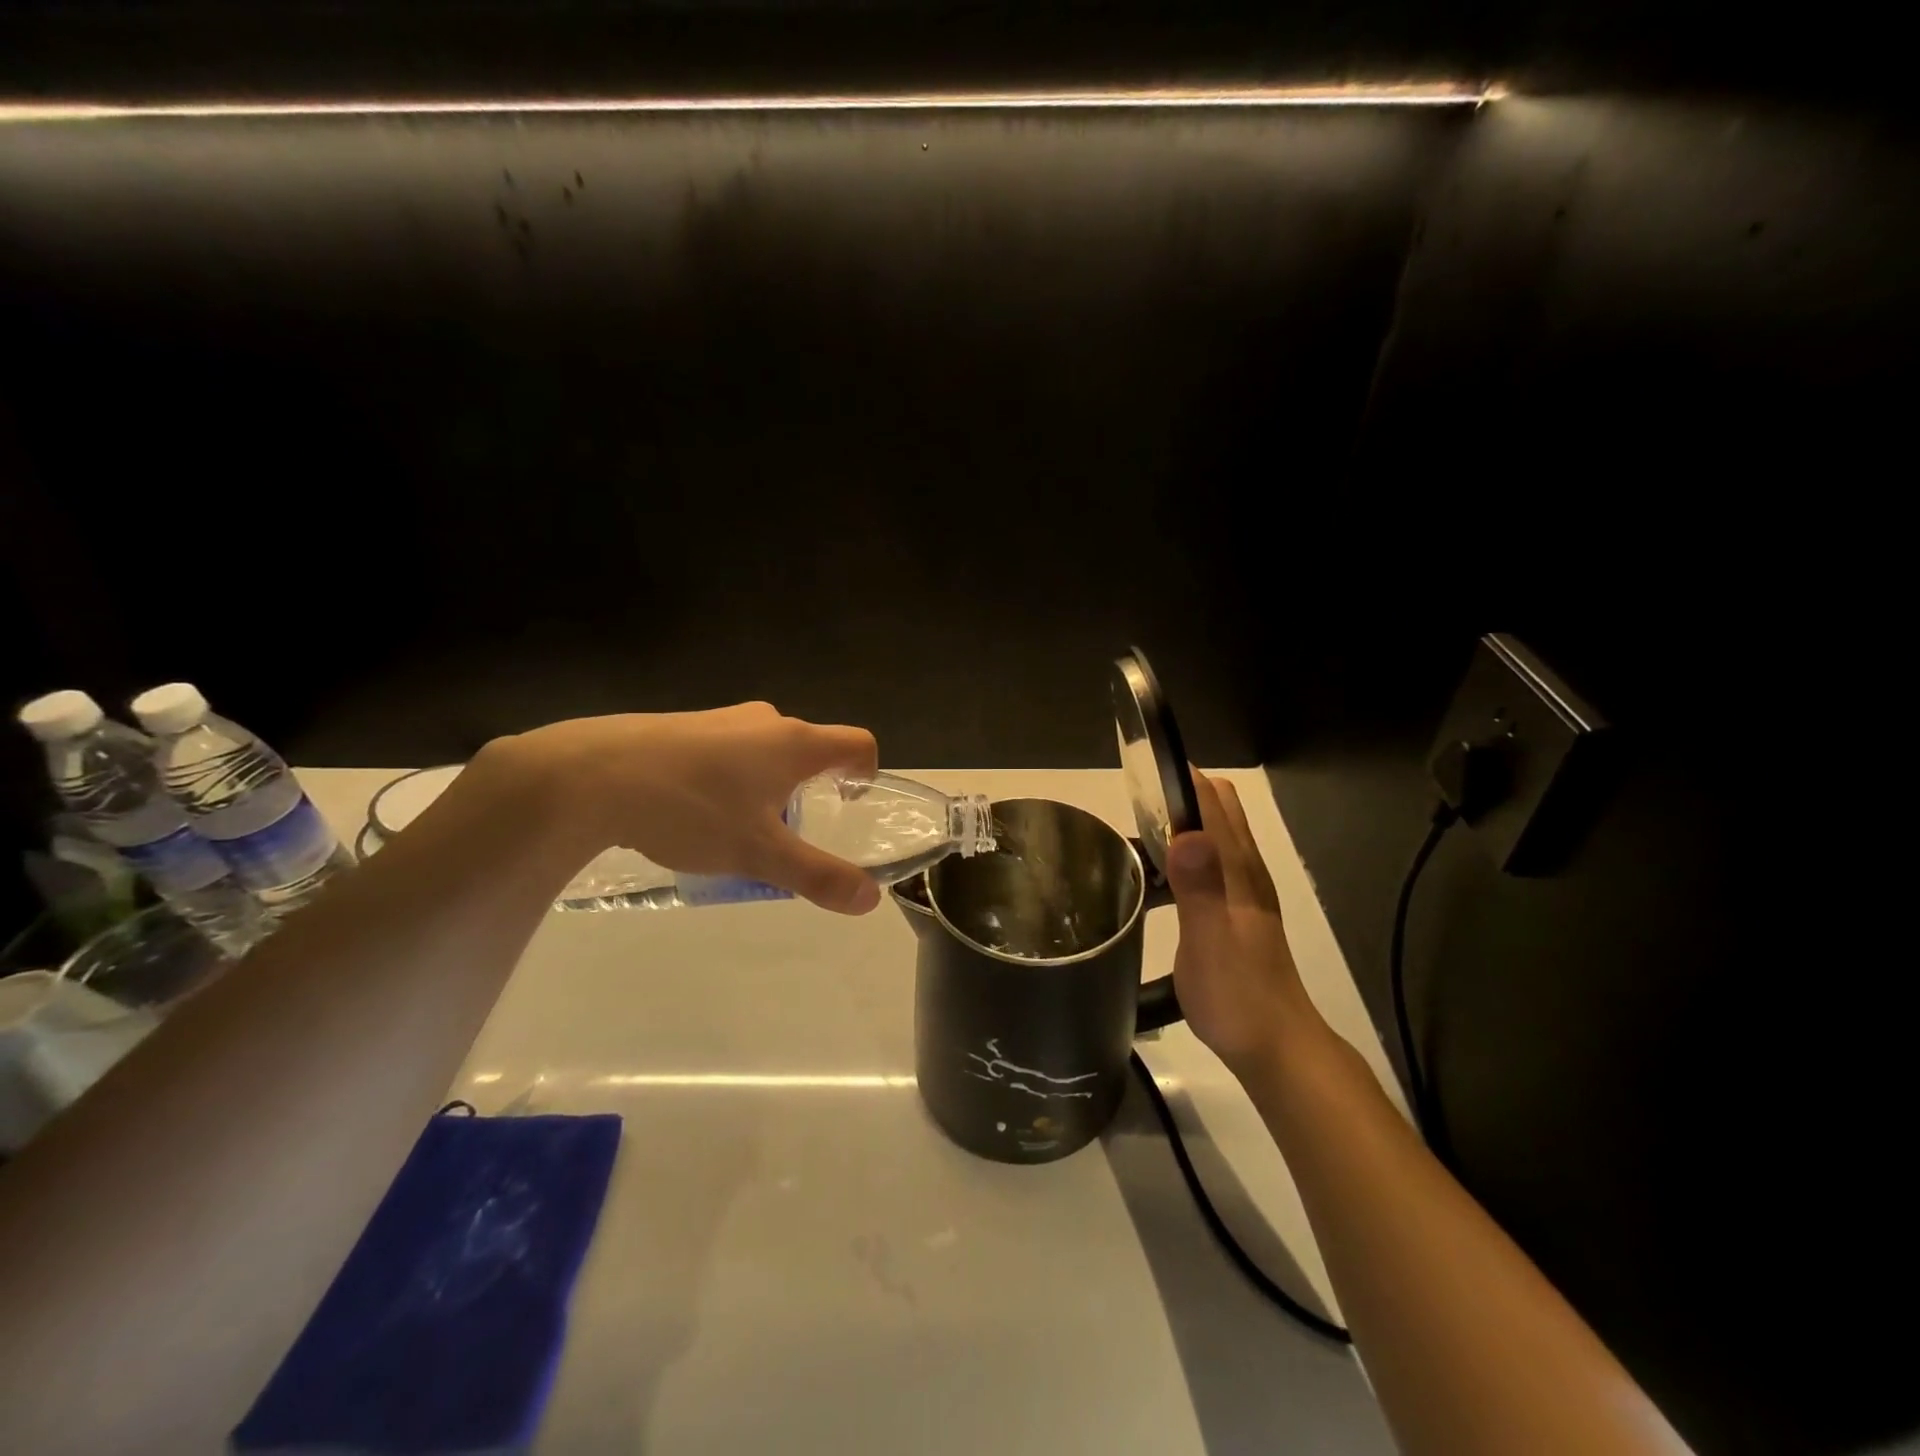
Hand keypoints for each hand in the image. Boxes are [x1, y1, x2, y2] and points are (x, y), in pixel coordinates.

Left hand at [506, 703, 881, 913]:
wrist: (590, 776)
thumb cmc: (691, 810)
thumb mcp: (759, 853)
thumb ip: (818, 876)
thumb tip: (870, 899)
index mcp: (794, 743)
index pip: (857, 742)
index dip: (866, 772)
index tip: (848, 804)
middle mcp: (765, 721)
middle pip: (810, 748)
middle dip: (809, 789)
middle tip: (786, 832)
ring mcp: (721, 718)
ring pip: (765, 750)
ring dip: (767, 785)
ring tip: (737, 828)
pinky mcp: (683, 725)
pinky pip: (727, 750)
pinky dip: (729, 778)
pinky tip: (693, 812)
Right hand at [1164, 774, 1323, 1077]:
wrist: (1275, 1047)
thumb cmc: (1237, 995)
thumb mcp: (1209, 942)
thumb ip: (1199, 888)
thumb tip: (1186, 833)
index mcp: (1238, 869)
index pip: (1213, 800)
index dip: (1181, 778)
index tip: (1140, 772)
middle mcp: (1245, 870)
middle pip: (1218, 808)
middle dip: (1179, 793)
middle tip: (1132, 807)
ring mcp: (1243, 891)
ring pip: (1213, 834)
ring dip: (1180, 822)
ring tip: (1135, 837)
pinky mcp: (1235, 911)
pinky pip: (1208, 862)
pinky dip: (1183, 852)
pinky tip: (1156, 879)